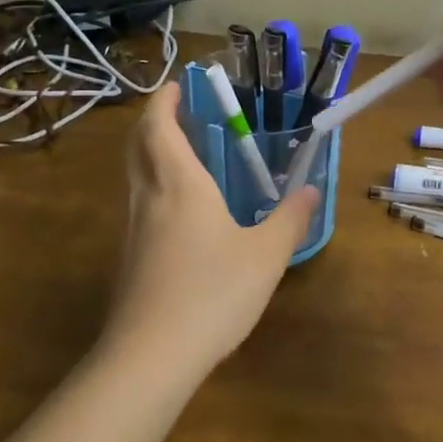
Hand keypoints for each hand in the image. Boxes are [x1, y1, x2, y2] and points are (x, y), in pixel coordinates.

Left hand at [101, 82, 318, 372]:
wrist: (151, 356)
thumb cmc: (213, 292)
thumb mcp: (266, 255)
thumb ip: (290, 219)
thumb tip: (311, 190)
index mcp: (179, 184)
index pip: (159, 126)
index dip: (164, 100)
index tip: (179, 85)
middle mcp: (148, 198)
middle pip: (138, 145)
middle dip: (155, 121)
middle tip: (183, 113)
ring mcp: (133, 230)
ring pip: (136, 176)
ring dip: (153, 155)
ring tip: (189, 156)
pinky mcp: (131, 260)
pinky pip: (140, 206)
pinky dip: (156, 188)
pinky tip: (185, 213)